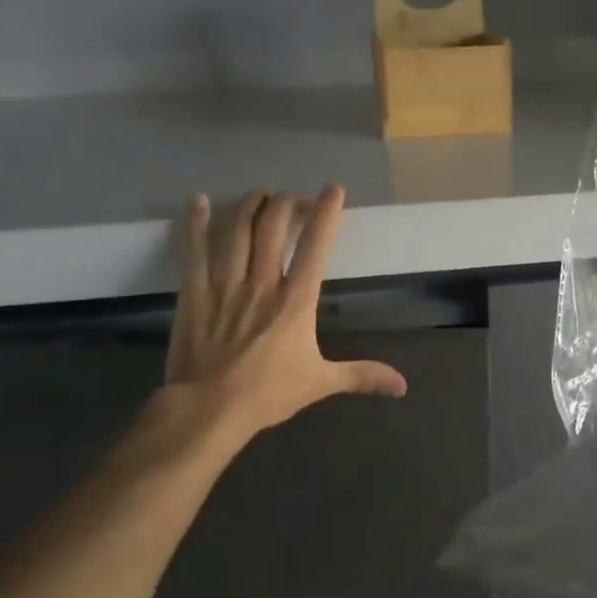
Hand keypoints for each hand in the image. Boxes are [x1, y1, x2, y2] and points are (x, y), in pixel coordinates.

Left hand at [160, 186, 406, 440]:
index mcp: (296, 301)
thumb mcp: (321, 383)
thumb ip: (362, 376)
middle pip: (273, 226)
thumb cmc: (268, 393)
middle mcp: (262, 282)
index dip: (326, 213)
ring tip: (259, 196)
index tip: (333, 189)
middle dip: (286, 204)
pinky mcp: (194, 292)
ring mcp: (225, 284)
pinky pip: (195, 249)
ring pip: (237, 230)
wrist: (209, 408)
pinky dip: (196, 222)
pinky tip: (198, 200)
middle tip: (293, 199)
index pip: (316, 246)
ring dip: (249, 206)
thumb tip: (402, 386)